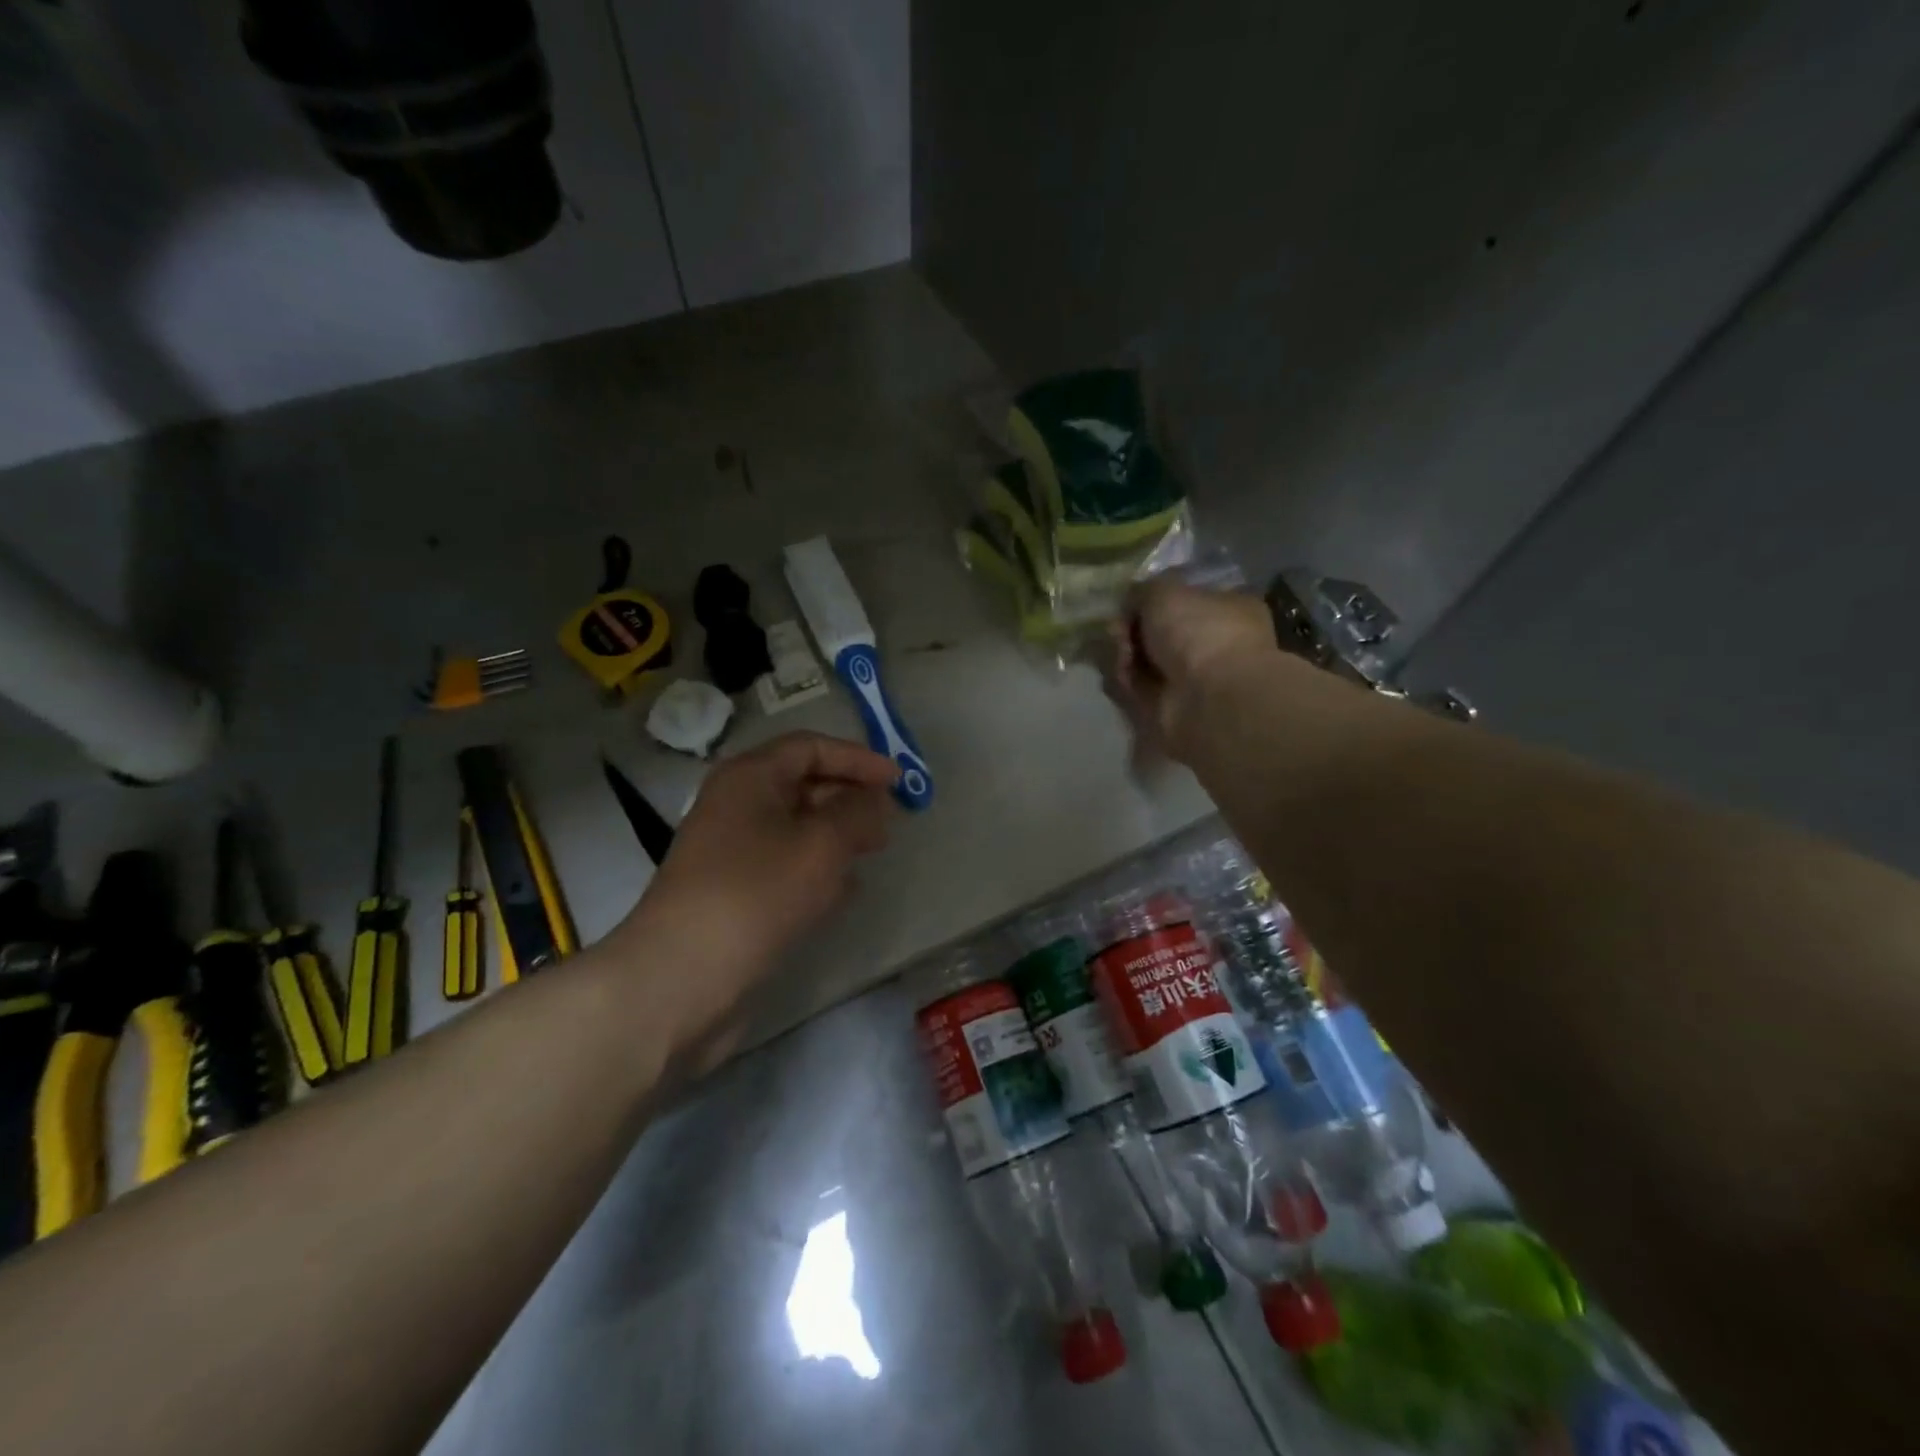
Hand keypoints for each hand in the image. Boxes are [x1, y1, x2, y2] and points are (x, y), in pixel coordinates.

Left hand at [612, 732, 897, 1029]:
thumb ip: (858, 813)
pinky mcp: (735, 893)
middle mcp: (737, 806)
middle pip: (803, 785)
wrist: (682, 976)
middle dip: (849, 798)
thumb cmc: (757, 892)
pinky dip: (816, 870)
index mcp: (750, 777)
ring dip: (836, 836)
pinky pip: (785, 866)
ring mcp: (732, 852)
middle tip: (889, 822)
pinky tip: (842, 892)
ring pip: (796, 829)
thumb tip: (875, 800)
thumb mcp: (821, 844)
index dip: (857, 759)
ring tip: (872, 853)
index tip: (898, 782)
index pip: (810, 747)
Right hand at [1110, 580, 1277, 758]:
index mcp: (1227, 609)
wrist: (1208, 697)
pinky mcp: (1170, 708)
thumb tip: (1132, 602)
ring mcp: (1193, 679)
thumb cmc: (1199, 632)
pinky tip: (1124, 676)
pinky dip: (1127, 682)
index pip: (1182, 601)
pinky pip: (1138, 688)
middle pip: (1159, 632)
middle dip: (1132, 630)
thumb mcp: (1166, 591)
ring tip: (1122, 655)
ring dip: (1125, 655)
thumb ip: (1144, 591)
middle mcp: (1213, 644)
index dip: (1151, 601)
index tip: (1129, 603)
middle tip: (1119, 631)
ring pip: (1145, 661)